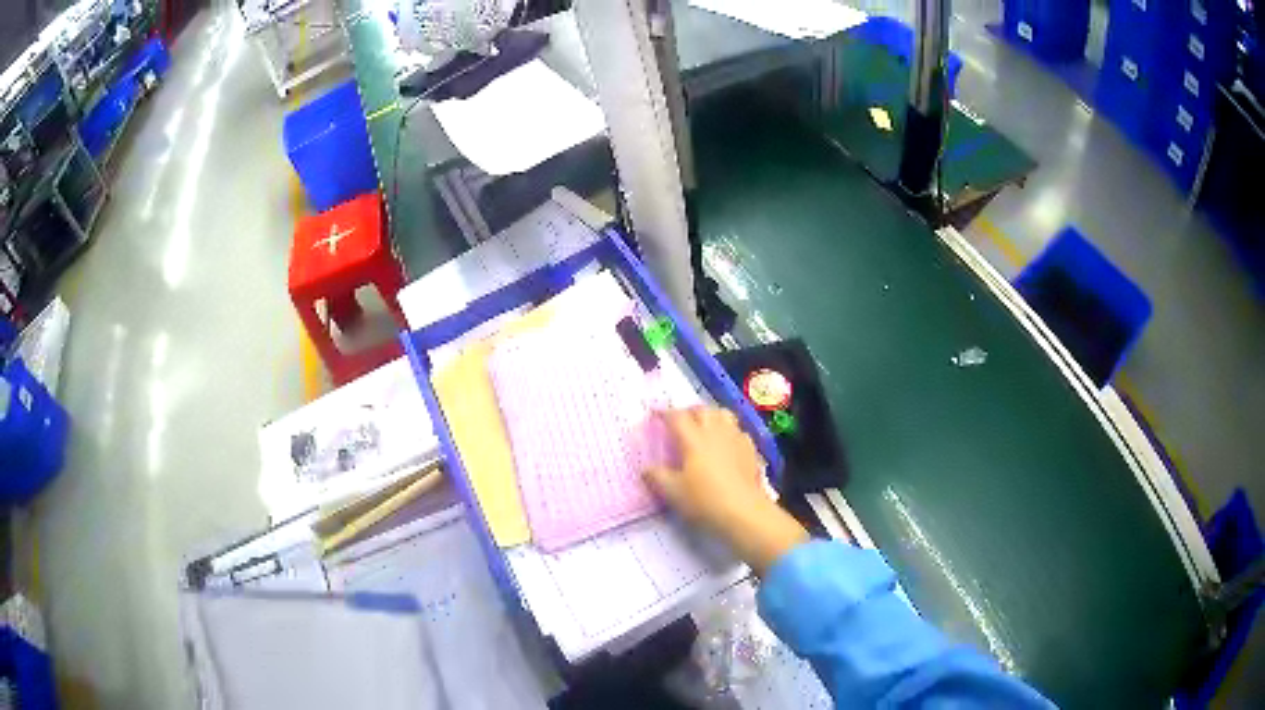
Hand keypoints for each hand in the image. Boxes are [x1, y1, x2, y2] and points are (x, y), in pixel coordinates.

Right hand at [644, 407, 809, 574]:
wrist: (744, 511)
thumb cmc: (705, 500)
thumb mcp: (673, 492)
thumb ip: (657, 477)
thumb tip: (646, 469)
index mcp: (693, 439)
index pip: (677, 417)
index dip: (664, 413)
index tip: (655, 414)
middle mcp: (715, 432)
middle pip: (702, 410)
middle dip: (689, 411)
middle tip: (680, 421)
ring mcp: (736, 439)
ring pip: (724, 415)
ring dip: (711, 416)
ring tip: (704, 426)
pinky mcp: (751, 450)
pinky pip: (739, 431)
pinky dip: (729, 431)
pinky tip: (727, 444)